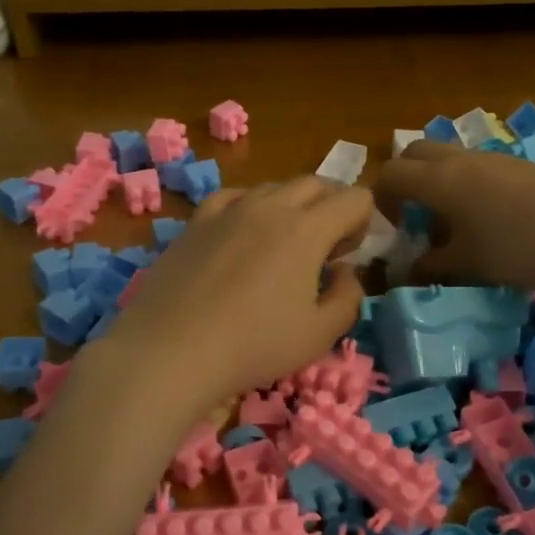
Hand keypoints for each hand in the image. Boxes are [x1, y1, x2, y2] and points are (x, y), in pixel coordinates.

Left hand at [101, 178, 373, 411]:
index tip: (351, 254)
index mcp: (307, 229)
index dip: (364, 221)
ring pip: (274, 187)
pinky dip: (250, 207)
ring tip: (284, 244)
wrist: (170, 350)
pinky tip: (244, 232)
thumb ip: (348, 297)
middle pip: (316, 184)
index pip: (354, 198)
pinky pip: (233, 197)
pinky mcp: (197, 221)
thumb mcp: (320, 334)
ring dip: (293, 206)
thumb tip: (346, 271)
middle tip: (327, 248)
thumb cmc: (253, 346)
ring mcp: (229, 209)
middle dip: (332, 206)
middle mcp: (270, 206)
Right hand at [373, 140, 534, 292]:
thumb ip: (433, 264)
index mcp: (439, 180)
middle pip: (415, 152)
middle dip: (404, 178)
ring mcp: (493, 158)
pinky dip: (465, 182)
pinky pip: (476, 165)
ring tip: (452, 219)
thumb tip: (411, 268)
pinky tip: (488, 217)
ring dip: (437, 179)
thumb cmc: (518, 249)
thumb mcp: (469, 263)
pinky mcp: (520, 165)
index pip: (390, 174)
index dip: (380, 198)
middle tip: (413, 214)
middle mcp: (461, 159)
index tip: (393, 227)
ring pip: (448, 156)